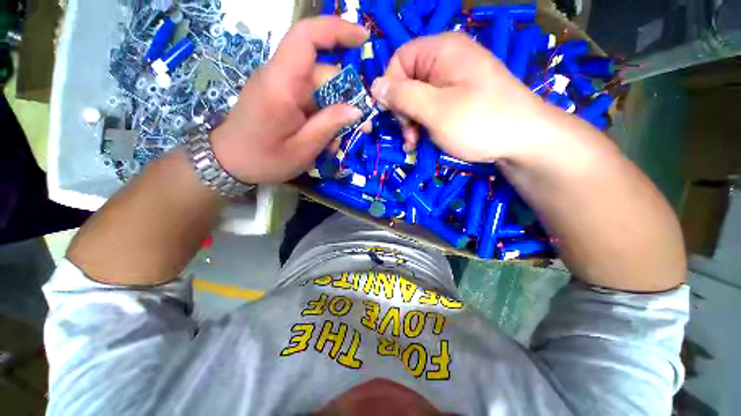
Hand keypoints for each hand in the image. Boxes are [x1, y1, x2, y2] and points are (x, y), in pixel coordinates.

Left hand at [211, 17, 368, 183]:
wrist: (228, 163)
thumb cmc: (263, 160)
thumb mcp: (302, 150)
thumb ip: (329, 126)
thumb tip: (356, 110)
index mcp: (281, 85)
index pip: (306, 38)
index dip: (337, 31)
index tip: (364, 38)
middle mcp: (281, 78)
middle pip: (324, 74)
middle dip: (347, 99)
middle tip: (363, 127)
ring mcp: (282, 88)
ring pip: (321, 92)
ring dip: (335, 116)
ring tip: (336, 144)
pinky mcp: (283, 98)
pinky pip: (312, 102)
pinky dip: (324, 119)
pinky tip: (325, 141)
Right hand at [371, 32, 550, 162]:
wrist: (524, 140)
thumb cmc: (478, 121)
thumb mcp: (435, 109)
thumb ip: (403, 96)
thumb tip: (375, 86)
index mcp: (441, 51)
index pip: (399, 60)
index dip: (391, 88)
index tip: (394, 116)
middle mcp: (447, 60)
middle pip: (408, 81)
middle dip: (402, 110)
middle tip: (409, 135)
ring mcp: (455, 80)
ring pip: (418, 98)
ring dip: (412, 122)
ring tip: (416, 143)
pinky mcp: (460, 98)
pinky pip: (432, 107)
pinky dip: (425, 124)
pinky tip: (426, 139)